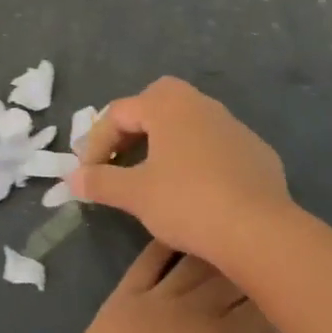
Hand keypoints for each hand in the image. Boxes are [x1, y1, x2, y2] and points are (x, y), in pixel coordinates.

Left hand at [40, 242, 280, 332]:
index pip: (260, 308)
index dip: (278, 299)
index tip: (287, 293)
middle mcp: (191, 309)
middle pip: (229, 277)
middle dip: (251, 269)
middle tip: (263, 263)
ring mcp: (155, 295)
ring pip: (194, 261)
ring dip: (216, 250)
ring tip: (231, 242)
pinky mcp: (125, 291)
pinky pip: (151, 257)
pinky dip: (169, 243)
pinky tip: (182, 229)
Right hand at [70, 78, 293, 269]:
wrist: (259, 229)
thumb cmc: (188, 202)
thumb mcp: (136, 194)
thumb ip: (101, 181)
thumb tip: (72, 178)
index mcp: (167, 104)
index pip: (119, 113)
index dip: (97, 142)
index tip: (88, 174)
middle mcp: (200, 104)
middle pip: (155, 102)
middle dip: (132, 127)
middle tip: (119, 158)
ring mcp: (232, 125)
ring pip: (189, 122)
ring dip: (166, 142)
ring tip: (154, 174)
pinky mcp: (256, 150)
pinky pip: (215, 145)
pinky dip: (197, 158)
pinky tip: (196, 189)